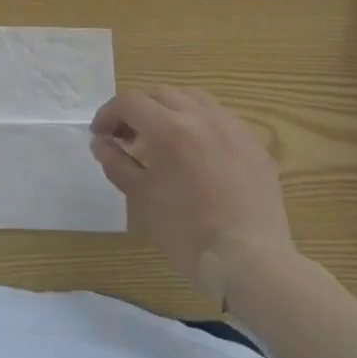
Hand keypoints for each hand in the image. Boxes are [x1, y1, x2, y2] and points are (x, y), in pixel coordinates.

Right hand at [90, 86, 295, 302]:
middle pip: (161, 94)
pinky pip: (223, 119)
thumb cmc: (188, 233)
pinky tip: (198, 150)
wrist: (251, 263)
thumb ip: (117, 163)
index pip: (130, 103)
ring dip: (171, 109)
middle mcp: (203, 118)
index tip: (100, 135)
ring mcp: (235, 130)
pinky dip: (202, 123)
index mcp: (171, 129)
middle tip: (126, 135)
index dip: (108, 114)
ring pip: (195, 99)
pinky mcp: (256, 147)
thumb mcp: (142, 198)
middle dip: (137, 109)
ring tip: (163, 136)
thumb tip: (101, 142)